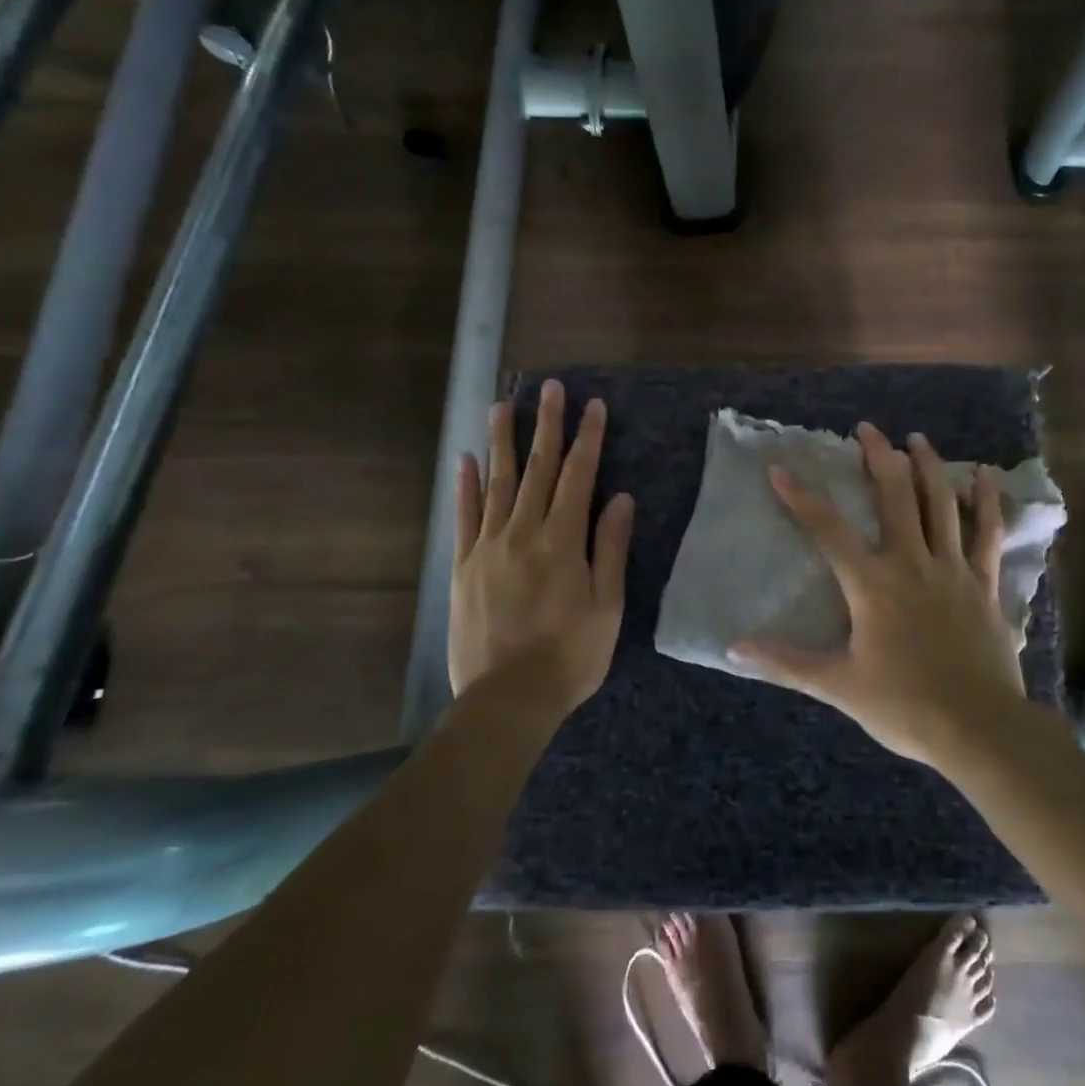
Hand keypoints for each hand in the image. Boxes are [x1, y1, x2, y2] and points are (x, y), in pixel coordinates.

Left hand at [449, 379, 633, 715]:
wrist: (508, 698)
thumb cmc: (571, 655)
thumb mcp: (607, 605)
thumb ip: (610, 548)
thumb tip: (619, 498)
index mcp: (563, 540)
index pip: (579, 476)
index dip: (588, 438)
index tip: (593, 406)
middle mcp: (523, 532)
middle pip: (537, 468)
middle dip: (546, 425)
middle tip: (549, 387)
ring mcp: (488, 547)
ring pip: (496, 482)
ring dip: (501, 441)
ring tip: (502, 404)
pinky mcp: (464, 567)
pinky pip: (465, 517)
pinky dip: (465, 486)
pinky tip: (466, 459)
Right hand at [731, 422, 1026, 765]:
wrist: (978, 728)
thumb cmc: (903, 705)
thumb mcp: (838, 685)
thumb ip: (785, 662)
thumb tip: (733, 648)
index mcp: (872, 584)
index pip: (827, 530)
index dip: (800, 497)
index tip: (779, 469)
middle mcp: (912, 563)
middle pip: (894, 497)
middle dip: (878, 458)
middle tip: (867, 429)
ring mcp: (953, 569)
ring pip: (942, 504)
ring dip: (928, 467)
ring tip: (917, 438)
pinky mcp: (985, 584)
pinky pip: (987, 534)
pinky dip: (987, 502)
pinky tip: (985, 475)